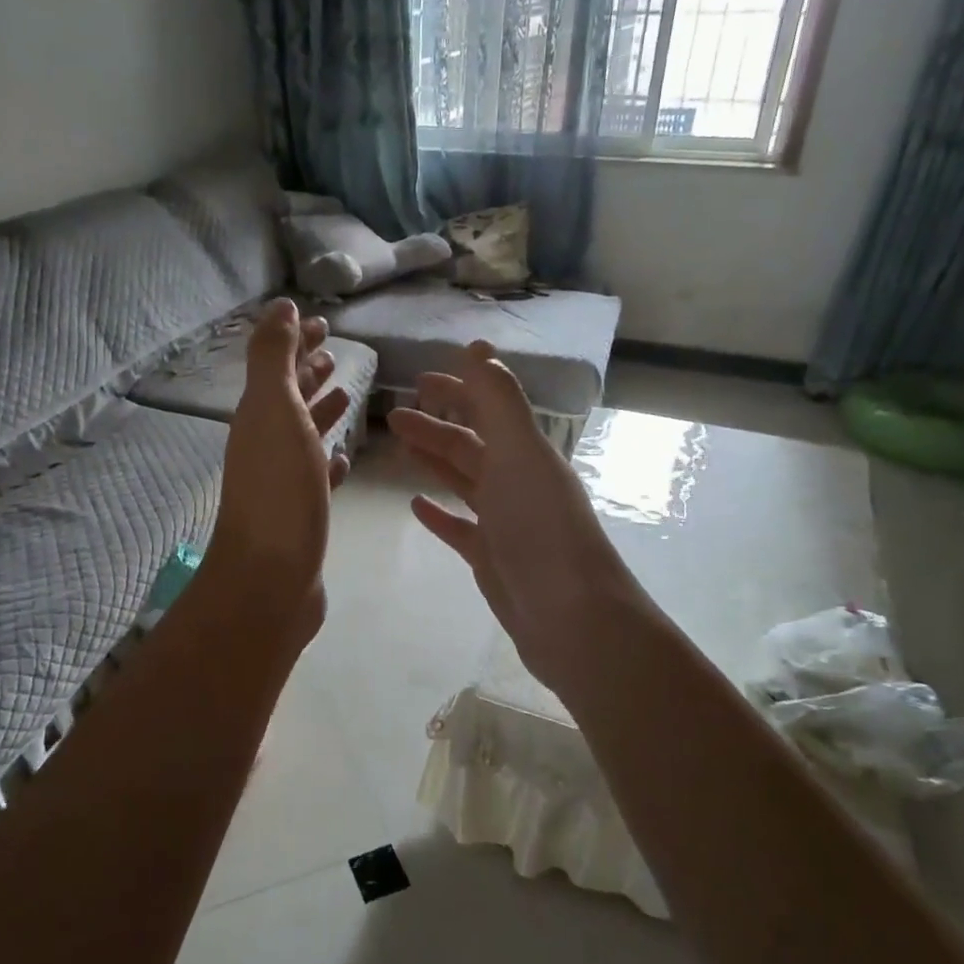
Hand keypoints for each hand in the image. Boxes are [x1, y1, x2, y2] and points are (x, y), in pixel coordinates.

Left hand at [200, 299, 350, 646]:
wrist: (270, 579)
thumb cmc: (278, 490)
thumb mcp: (274, 411)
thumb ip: (274, 358)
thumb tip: (279, 306)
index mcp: (260, 416)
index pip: (278, 365)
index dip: (297, 341)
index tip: (322, 322)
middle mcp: (267, 444)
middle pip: (290, 398)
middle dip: (309, 371)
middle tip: (335, 352)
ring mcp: (283, 481)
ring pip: (304, 435)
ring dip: (322, 411)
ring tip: (347, 393)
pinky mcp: (302, 514)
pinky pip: (317, 476)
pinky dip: (329, 459)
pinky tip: (344, 456)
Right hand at [388, 343, 648, 697]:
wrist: (569, 616)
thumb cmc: (541, 527)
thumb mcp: (519, 453)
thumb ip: (498, 400)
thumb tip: (477, 347)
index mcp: (526, 453)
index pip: (489, 409)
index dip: (459, 389)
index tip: (421, 379)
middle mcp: (517, 482)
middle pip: (470, 444)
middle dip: (435, 425)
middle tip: (394, 414)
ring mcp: (504, 522)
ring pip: (463, 481)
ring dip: (434, 460)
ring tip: (400, 446)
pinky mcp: (491, 557)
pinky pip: (459, 527)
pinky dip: (438, 513)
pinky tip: (415, 505)